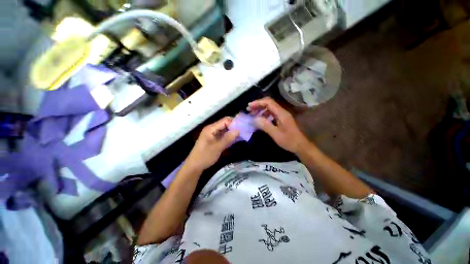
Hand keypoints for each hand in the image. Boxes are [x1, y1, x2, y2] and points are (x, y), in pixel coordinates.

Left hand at [185, 117, 238, 171]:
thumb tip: (238, 130)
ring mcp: (213, 135)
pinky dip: (229, 137)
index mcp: (211, 128)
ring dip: (233, 133)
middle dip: (234, 127)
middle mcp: (212, 129)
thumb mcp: (217, 147)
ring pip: (225, 130)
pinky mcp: (215, 140)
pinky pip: (224, 136)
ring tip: (242, 136)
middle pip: (225, 124)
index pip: (225, 120)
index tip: (243, 128)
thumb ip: (227, 138)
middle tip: (244, 132)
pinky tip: (236, 140)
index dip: (234, 123)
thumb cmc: (205, 156)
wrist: (195, 166)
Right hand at [247, 97, 309, 153]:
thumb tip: (254, 118)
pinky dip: (264, 115)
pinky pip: (271, 114)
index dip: (258, 103)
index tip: (249, 107)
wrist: (300, 146)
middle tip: (249, 110)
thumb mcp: (276, 134)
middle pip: (269, 103)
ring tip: (253, 114)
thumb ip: (265, 125)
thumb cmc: (289, 141)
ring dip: (260, 110)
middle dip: (258, 105)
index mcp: (281, 113)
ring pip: (270, 108)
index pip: (269, 102)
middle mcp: (282, 112)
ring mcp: (282, 116)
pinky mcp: (281, 120)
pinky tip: (260, 120)